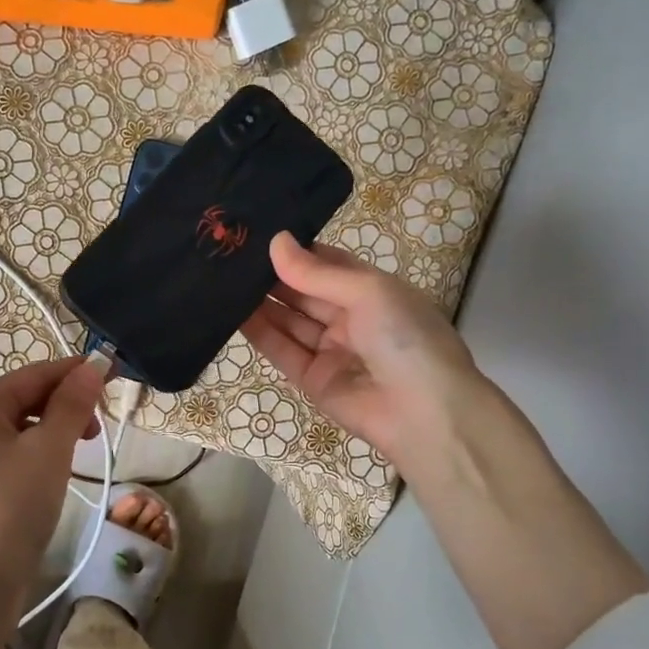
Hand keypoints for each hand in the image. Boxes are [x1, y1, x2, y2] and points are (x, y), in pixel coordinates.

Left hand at [0, 355, 106, 590]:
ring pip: (20, 427)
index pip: (35, 374)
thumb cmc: (10, 509)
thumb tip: (92, 366)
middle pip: (25, 398)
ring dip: (55, 430)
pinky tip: (57, 470)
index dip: (76, 372)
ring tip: (82, 450)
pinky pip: (11, 452)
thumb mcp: (49, 451)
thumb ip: (72, 404)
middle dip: (66, 404)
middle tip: (99, 427)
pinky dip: (38, 452)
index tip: (116, 373)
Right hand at [241, 232, 480, 464]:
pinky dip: (260, 333)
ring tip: (224, 280)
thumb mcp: (368, 292)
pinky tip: (233, 313)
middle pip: (305, 292)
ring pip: (290, 321)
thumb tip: (275, 241)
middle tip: (232, 255)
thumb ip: (317, 271)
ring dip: (261, 303)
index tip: (259, 234)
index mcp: (373, 292)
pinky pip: (283, 351)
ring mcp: (331, 350)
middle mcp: (351, 318)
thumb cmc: (405, 338)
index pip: (328, 264)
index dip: (297, 251)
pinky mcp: (312, 380)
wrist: (424, 414)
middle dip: (273, 276)